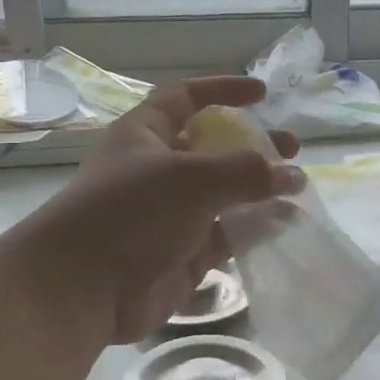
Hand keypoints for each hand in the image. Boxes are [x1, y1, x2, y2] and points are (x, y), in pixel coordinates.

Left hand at [22, 76, 301, 342]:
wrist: (81, 289)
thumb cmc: (130, 213)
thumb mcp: (190, 178)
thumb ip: (245, 171)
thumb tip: (290, 174)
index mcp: (146, 134)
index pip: (187, 98)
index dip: (223, 90)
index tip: (262, 93)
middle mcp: (159, 170)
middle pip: (213, 148)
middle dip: (252, 145)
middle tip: (292, 149)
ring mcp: (171, 214)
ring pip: (224, 195)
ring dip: (259, 190)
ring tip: (298, 189)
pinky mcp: (183, 254)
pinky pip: (226, 235)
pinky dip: (253, 228)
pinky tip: (284, 224)